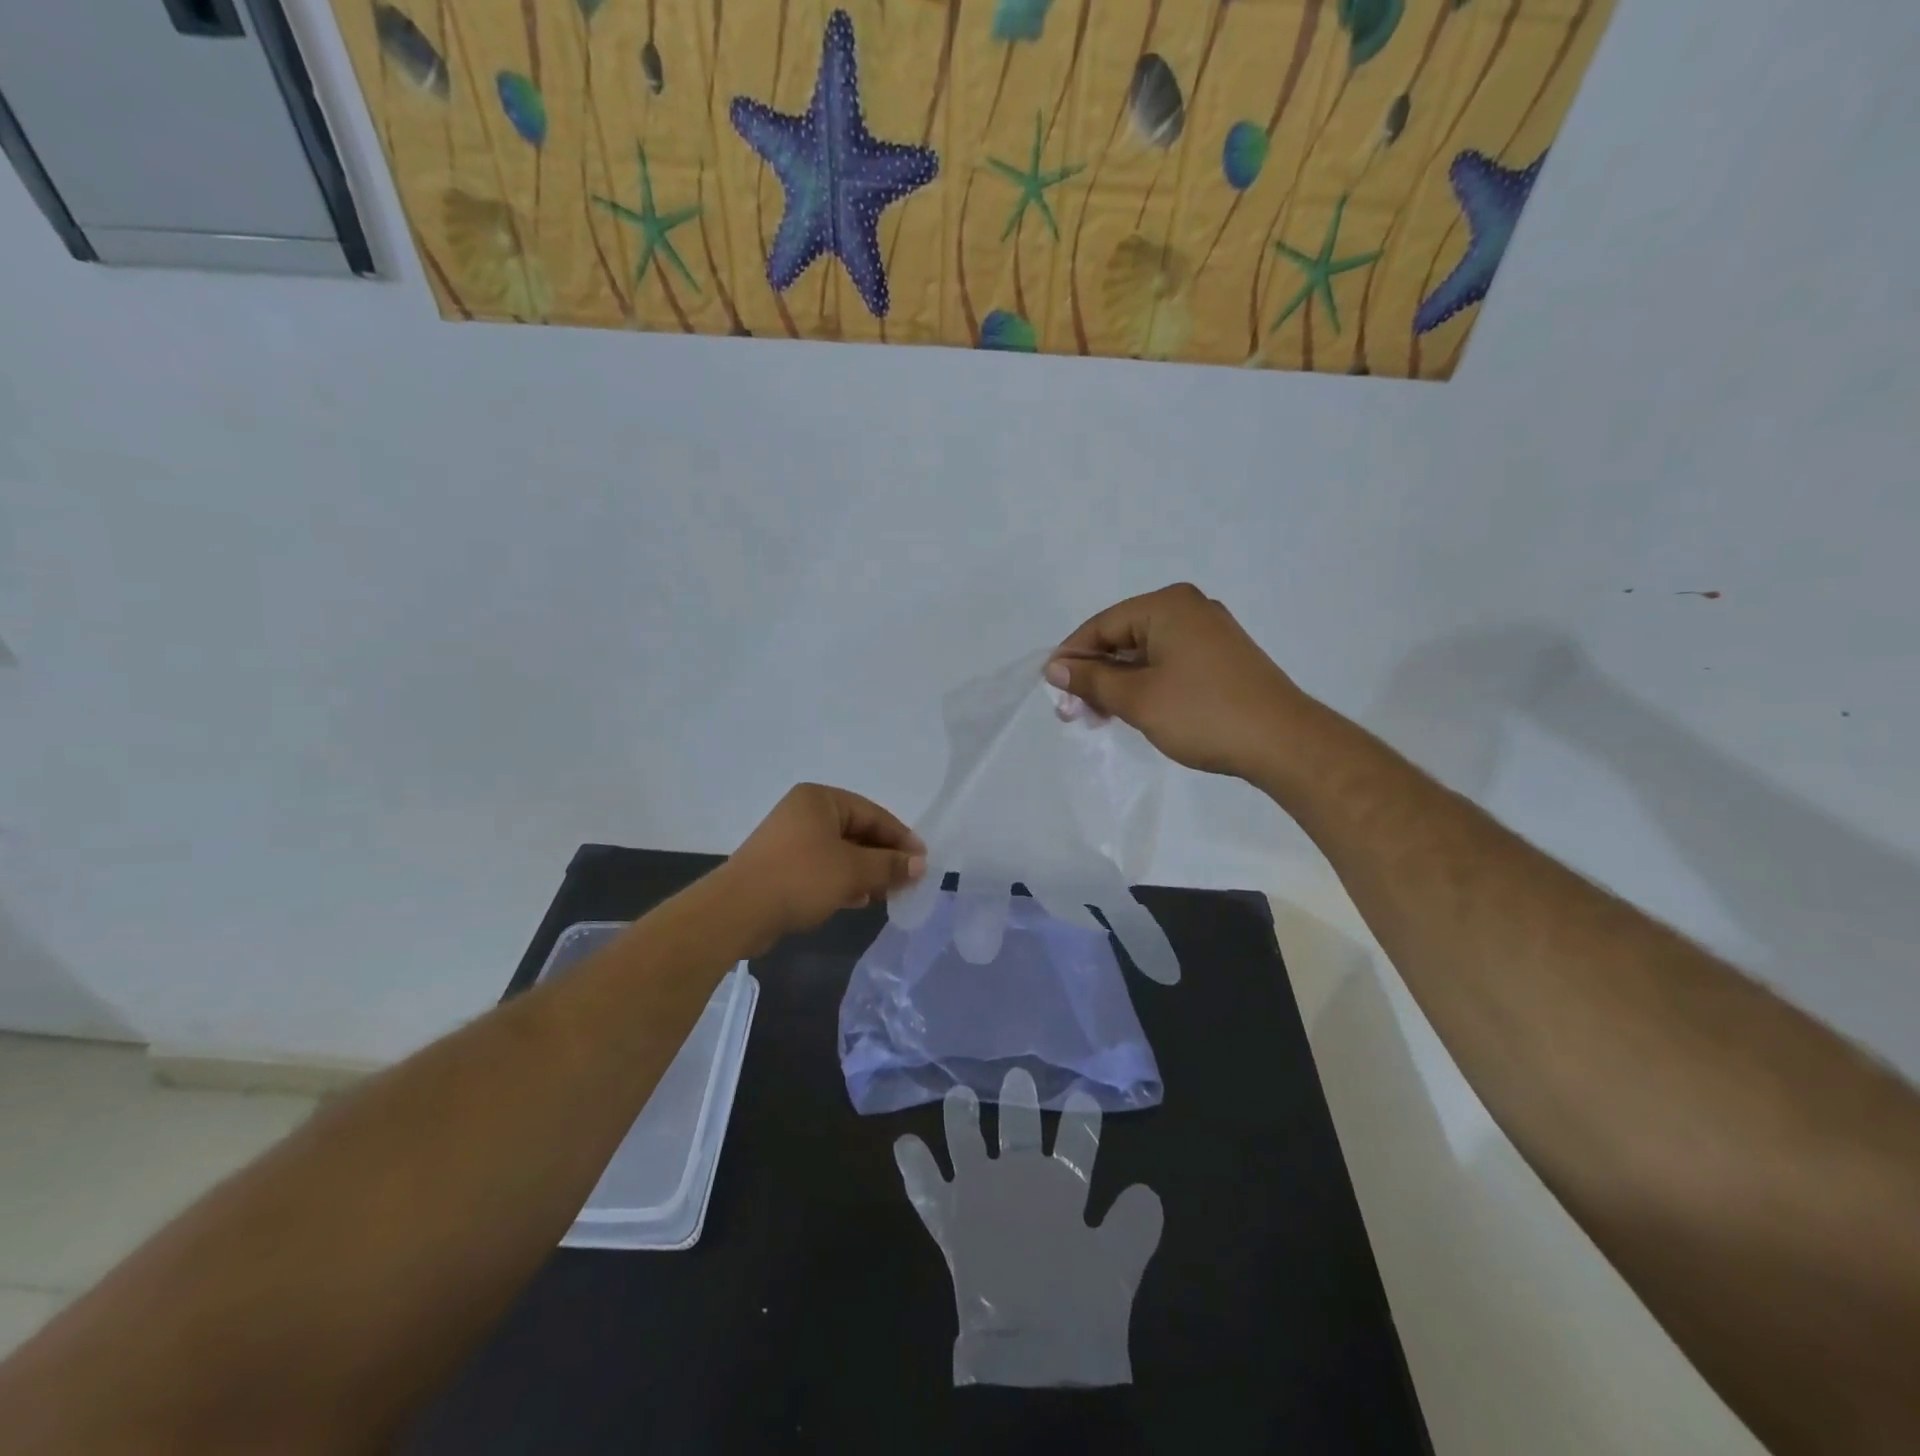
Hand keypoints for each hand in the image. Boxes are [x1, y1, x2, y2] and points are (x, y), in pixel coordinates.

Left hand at [722, 784, 926, 951]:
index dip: (901, 838)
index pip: (873, 814)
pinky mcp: (781, 865)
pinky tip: (857, 900)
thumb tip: (920, 864)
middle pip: (857, 832)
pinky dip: (842, 880)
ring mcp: (790, 839)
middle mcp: (804, 812)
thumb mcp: (853, 870)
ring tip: (887, 894)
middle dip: (883, 857)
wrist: (737, 911)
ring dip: (865, 871)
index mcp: (821, 799)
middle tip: (908, 881)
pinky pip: (822, 867)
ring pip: (840, 852)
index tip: (923, 863)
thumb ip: (889, 865)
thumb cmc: (800, 878)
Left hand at [894, 1069, 1162, 1386]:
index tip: (1082, 1096)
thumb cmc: (1077, 1311)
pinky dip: (915, 1167)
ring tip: (958, 1093)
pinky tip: (903, 1142)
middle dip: (1019, 1104)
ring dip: (962, 1119)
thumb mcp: (1118, 1269)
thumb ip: (1133, 1226)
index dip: (1081, 1122)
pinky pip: (926, 1190)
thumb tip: (1148, 1191)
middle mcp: (1018, 1180)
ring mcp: (979, 1196)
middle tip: (1017, 1076)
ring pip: (968, 1145)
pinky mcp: (950, 1222)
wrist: (1029, 1353)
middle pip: (1019, 1132)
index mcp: (1060, 1190)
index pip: (1077, 1145)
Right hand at [1046, 583, 1305, 778]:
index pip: (1102, 625)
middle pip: (1123, 637)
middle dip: (1095, 674)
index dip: (1072, 657)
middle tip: (1072, 712)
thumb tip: (1055, 668)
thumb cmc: (1202, 714)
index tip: (1052, 690)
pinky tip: (1132, 710)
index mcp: (1167, 605)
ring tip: (1097, 717)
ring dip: (1118, 683)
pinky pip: (1168, 663)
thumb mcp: (1137, 698)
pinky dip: (1145, 684)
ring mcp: (1209, 633)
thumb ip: (1092, 680)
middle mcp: (1189, 609)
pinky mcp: (1222, 658)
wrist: (1283, 743)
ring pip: (1145, 653)